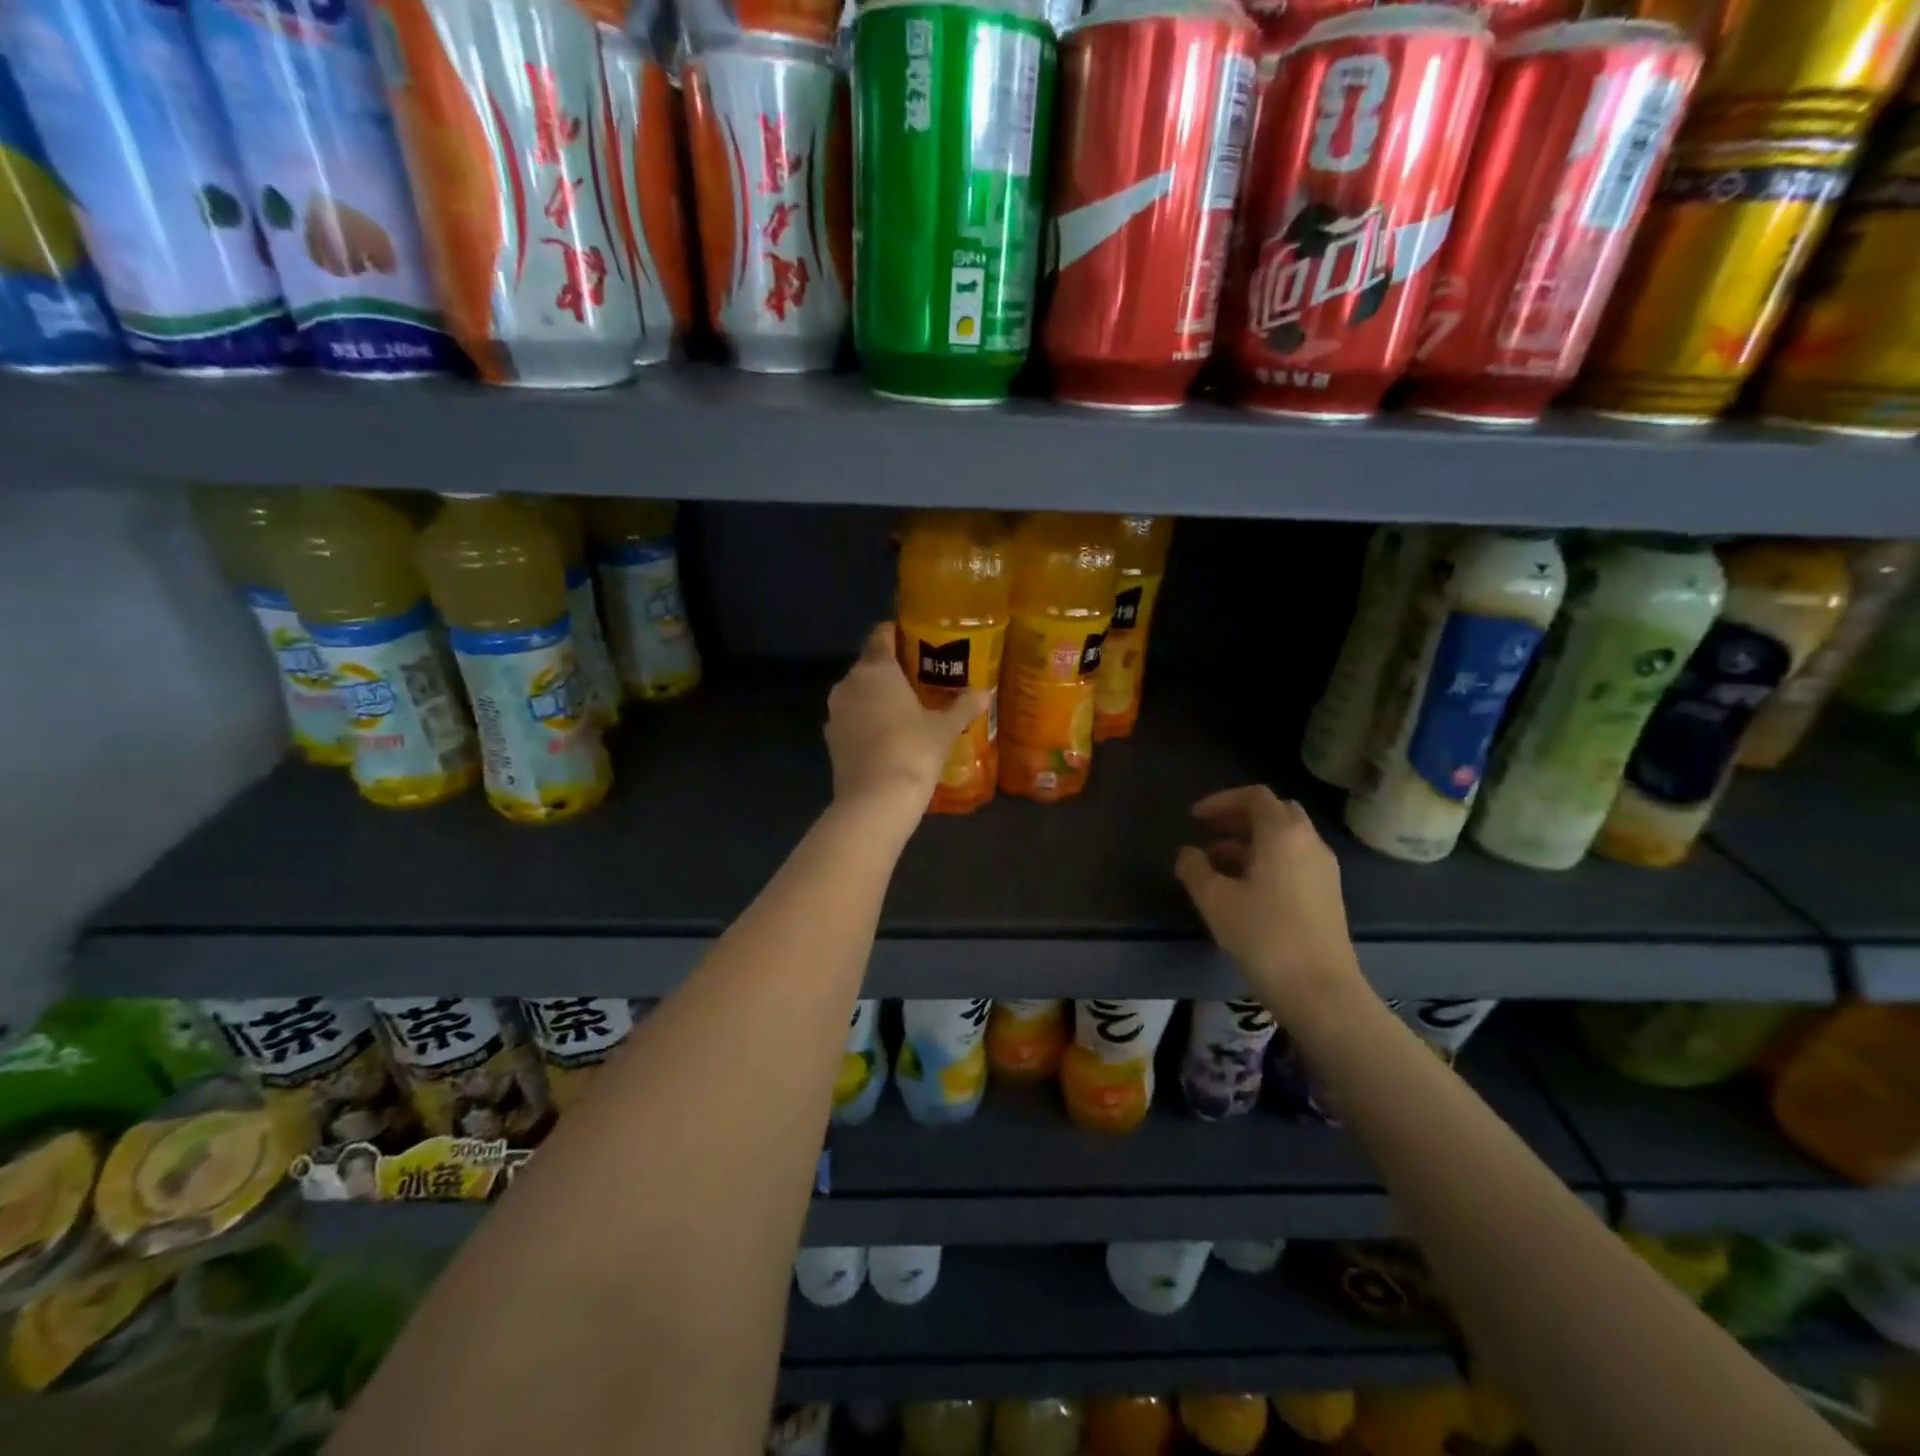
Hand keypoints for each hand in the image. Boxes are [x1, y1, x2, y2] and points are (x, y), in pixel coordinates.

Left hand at [826, 624, 986, 817]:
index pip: (881, 634)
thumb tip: (984, 693)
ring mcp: (836, 711)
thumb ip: (963, 707)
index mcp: (876, 668)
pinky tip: (887, 736)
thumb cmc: (913, 751)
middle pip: (870, 664)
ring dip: (877, 697)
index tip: (916, 640)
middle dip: (892, 669)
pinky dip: (866, 721)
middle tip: (920, 679)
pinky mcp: (830, 738)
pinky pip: (852, 718)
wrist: (875, 800)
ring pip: (858, 692)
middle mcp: (849, 682)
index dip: (898, 633)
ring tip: (906, 709)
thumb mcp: (944, 729)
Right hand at [1174, 785, 1365, 1021]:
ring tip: (1217, 865)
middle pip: (1275, 813)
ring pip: (1285, 839)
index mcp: (1283, 834)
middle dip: (1239, 818)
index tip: (1194, 818)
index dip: (1221, 801)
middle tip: (1209, 833)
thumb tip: (1188, 853)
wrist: (1321, 991)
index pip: (1254, 796)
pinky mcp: (1328, 895)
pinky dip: (1267, 860)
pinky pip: (1294, 861)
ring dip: (1250, 842)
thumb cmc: (1264, 937)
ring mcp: (1323, 870)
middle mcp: (1309, 842)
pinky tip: (1244, 889)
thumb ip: (1194, 869)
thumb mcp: (1215, 901)